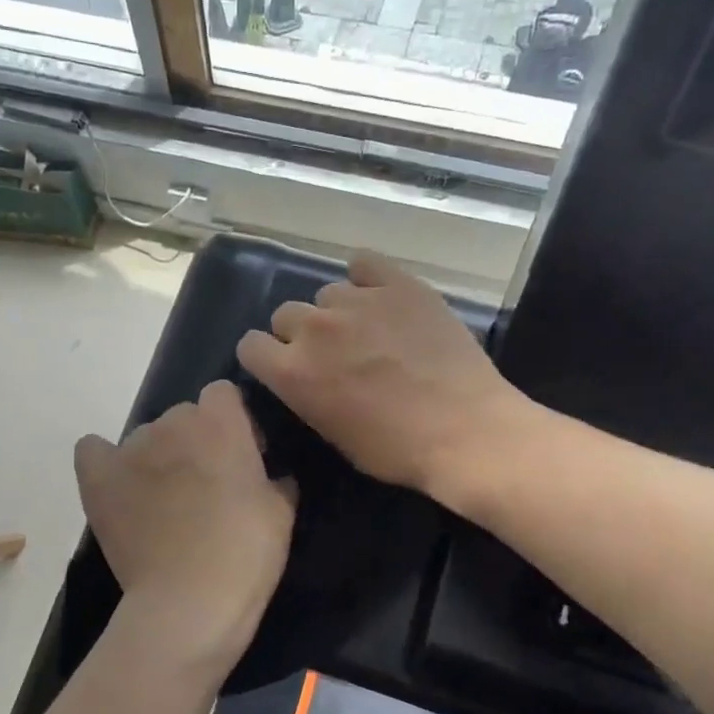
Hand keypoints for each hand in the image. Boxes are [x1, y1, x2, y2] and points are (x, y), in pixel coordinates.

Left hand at [75, 381, 295, 683]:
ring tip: (163, 502)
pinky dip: (105, 462)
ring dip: (157, 458)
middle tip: (205, 487)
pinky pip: (93, 450)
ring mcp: (131, 447)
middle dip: (196, 442)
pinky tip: (117, 485)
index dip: (234, 423)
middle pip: (184, 415)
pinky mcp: (98, 477)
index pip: (223, 395)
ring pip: (145, 437)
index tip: (242, 459)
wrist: (189, 601)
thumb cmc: (245, 553)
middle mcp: (173, 422)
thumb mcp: (281, 513)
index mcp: (221, 422)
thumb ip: (276, 479)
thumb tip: (271, 474)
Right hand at [235, 249, 533, 507]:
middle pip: (285, 314)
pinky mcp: (399, 284)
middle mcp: (315, 329)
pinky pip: (365, 262)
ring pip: (327, 293)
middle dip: (300, 334)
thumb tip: (305, 377)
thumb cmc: (396, 450)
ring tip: (368, 329)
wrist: (464, 431)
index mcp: (292, 372)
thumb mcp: (333, 435)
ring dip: (337, 311)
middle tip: (331, 353)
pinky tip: (380, 293)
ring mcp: (357, 301)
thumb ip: (306, 396)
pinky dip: (367, 276)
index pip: (250, 345)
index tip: (282, 366)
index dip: (264, 357)